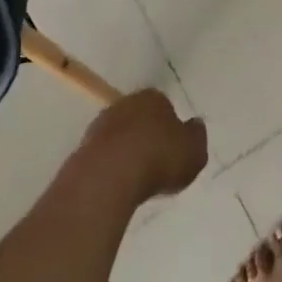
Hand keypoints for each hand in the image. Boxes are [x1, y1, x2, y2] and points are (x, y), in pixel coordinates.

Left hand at [76, 90, 208, 203]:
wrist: (109, 175)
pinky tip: (118, 183)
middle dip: (146, 134)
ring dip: (126, 149)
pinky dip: (111, 165)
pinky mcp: (84, 147)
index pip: (164, 105)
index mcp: (154, 98)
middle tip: (156, 161)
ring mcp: (102, 124)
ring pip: (120, 134)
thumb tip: (194, 125)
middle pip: (140, 116)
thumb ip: (197, 136)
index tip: (173, 147)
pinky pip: (104, 154)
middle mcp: (126, 103)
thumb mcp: (194, 151)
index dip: (170, 126)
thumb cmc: (159, 158)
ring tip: (137, 177)